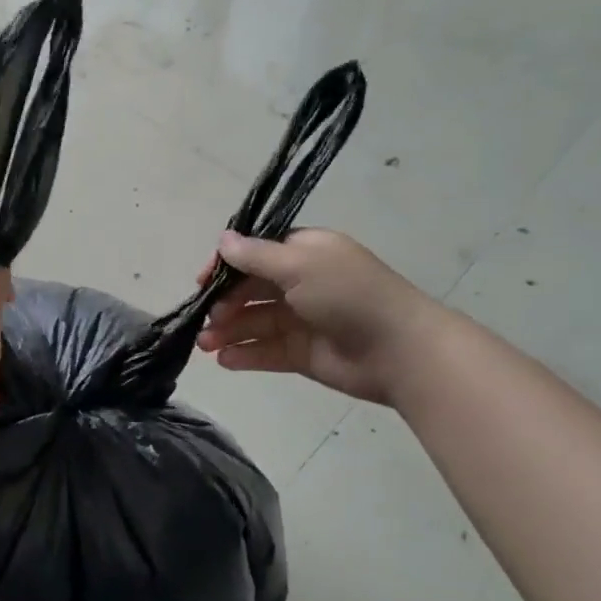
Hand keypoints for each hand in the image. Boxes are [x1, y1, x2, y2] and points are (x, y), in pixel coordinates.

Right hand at [195, 229, 448, 404]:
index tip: (202, 280)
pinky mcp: (302, 353)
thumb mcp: (299, 264)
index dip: (227, 265)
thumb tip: (223, 239)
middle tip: (206, 319)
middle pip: (250, 290)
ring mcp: (302, 320)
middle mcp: (301, 282)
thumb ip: (255, 256)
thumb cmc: (348, 295)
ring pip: (254, 322)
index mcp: (305, 253)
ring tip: (205, 345)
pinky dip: (244, 355)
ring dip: (227, 331)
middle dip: (224, 303)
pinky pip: (266, 351)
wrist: (399, 350)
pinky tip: (224, 360)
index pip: (256, 253)